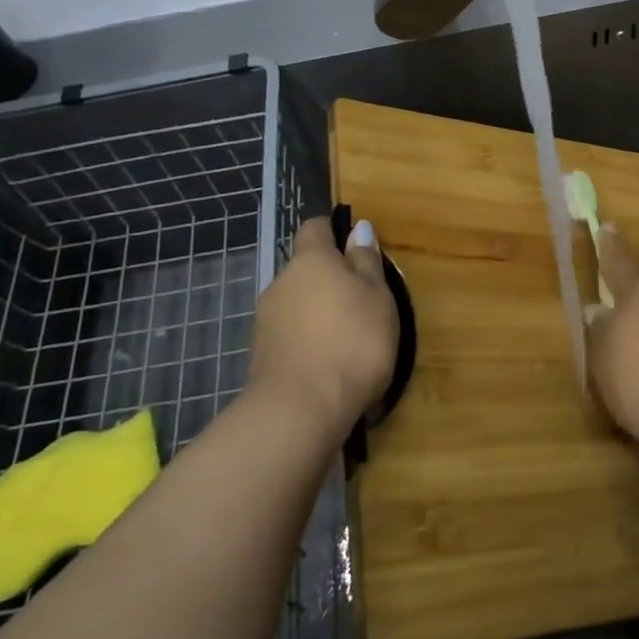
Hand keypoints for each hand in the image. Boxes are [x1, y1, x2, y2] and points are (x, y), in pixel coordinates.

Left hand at [250, 217, 399, 439]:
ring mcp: (265, 320)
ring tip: (347, 339)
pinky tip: (328, 363)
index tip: (355, 251)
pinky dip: (307, 341)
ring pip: (296, 303)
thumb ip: (366, 262)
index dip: (333, 233)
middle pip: (305, 269)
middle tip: (361, 303)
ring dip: (317, 313)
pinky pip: (290, 334)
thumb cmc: (351, 342)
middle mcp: (281, 282)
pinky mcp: (261, 355)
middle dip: (328, 280)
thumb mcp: (377, 298)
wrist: (299, 411)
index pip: (314, 228)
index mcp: (311, 260)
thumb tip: (358, 228)